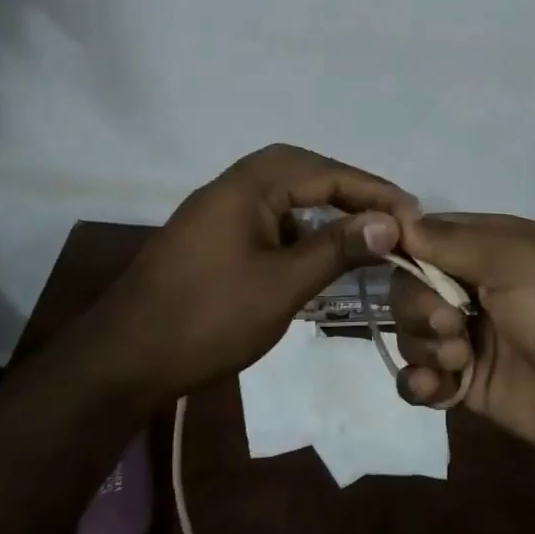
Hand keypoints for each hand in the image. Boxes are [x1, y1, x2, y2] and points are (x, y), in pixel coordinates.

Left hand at [84, 145, 412, 399]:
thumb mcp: (281, 286)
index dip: (373, 192)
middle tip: (388, 213)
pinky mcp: (213, 237)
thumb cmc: (207, 319)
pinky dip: (300, 227)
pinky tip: (318, 252)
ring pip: (285, 194)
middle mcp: (232, 185)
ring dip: (325, 206)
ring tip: (363, 229)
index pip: (325, 173)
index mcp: (247, 185)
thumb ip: (336, 249)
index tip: (413, 213)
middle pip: (304, 170)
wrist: (122, 362)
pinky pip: (269, 216)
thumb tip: (389, 221)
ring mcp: (219, 211)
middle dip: (350, 189)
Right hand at [388, 213, 534, 459]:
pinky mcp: (466, 383)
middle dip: (418, 307)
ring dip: (425, 346)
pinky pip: (419, 379)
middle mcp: (471, 289)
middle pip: (410, 289)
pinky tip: (438, 388)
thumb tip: (396, 221)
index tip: (392, 261)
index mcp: (486, 249)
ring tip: (460, 359)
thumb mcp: (512, 259)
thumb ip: (450, 242)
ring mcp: (468, 337)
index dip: (404, 249)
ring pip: (412, 334)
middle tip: (452, 323)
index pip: (424, 239)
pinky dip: (419, 383)